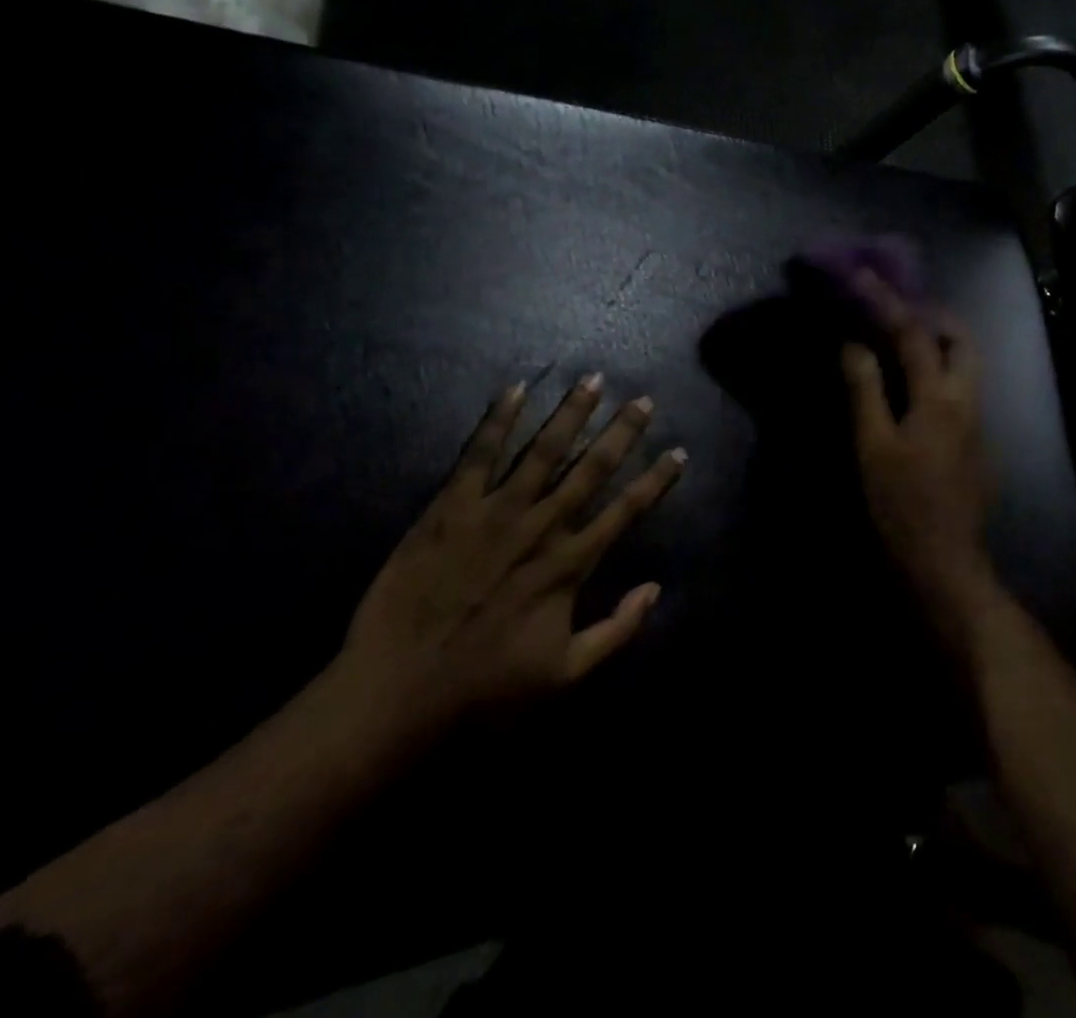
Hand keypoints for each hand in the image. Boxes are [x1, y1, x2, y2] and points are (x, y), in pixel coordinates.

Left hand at [340, 375, 685, 735]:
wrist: (396, 694)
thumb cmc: (485, 689)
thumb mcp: (565, 675)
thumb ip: (616, 631)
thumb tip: (655, 588)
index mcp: (569, 565)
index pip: (626, 511)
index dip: (656, 480)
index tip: (679, 452)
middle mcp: (540, 527)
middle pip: (591, 469)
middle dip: (621, 432)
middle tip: (643, 400)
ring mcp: (494, 513)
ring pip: (542, 451)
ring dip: (570, 414)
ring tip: (593, 380)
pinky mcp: (449, 509)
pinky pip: (477, 455)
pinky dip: (497, 421)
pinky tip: (515, 390)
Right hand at [840, 275, 996, 611]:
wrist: (944, 562)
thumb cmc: (900, 506)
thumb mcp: (872, 447)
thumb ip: (866, 391)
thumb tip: (854, 344)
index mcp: (940, 398)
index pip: (913, 334)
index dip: (885, 302)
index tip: (862, 276)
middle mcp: (968, 401)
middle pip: (962, 339)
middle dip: (933, 313)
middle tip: (897, 306)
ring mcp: (979, 422)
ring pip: (968, 364)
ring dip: (940, 340)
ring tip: (903, 337)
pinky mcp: (978, 442)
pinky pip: (962, 388)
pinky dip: (941, 369)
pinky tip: (916, 385)